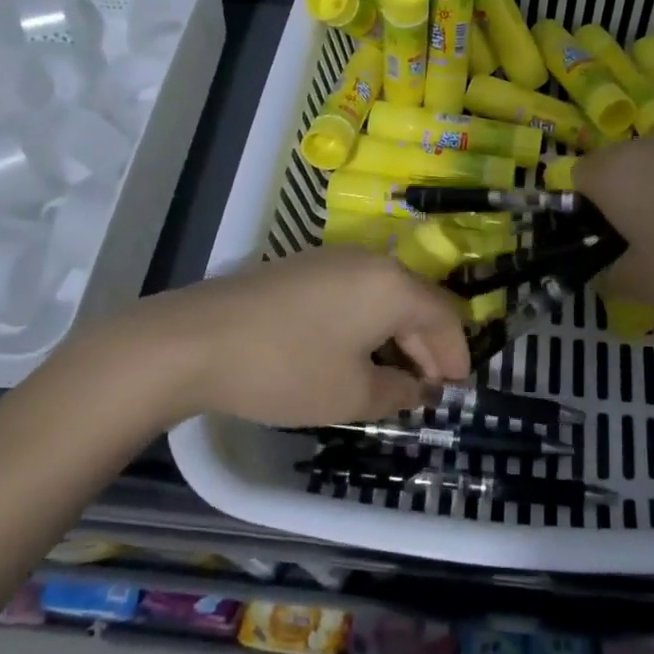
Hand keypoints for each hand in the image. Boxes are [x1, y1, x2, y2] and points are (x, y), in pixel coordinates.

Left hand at [98, 248, 470, 426]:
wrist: (196, 340)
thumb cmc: (286, 368)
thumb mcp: (351, 394)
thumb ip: (399, 392)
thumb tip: (421, 389)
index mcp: (393, 285)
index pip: (446, 316)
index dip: (457, 356)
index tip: (455, 393)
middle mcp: (371, 261)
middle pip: (417, 302)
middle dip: (428, 348)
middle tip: (427, 391)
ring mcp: (335, 259)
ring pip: (386, 296)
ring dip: (398, 336)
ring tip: (392, 379)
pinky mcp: (306, 267)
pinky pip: (357, 292)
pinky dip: (369, 323)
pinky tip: (355, 354)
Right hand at [575, 133, 653, 313]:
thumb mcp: (647, 285)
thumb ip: (611, 278)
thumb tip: (606, 273)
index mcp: (615, 173)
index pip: (575, 177)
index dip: (582, 210)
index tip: (604, 241)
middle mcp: (647, 145)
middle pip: (617, 166)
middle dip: (621, 199)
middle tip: (642, 241)